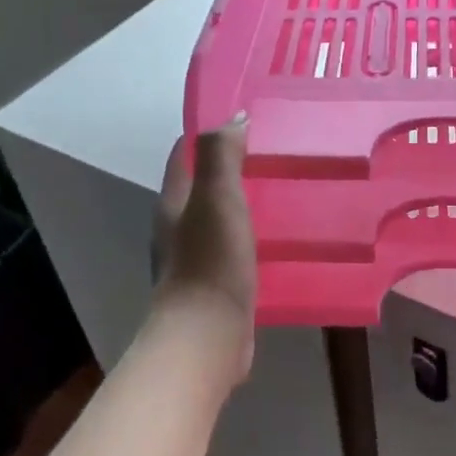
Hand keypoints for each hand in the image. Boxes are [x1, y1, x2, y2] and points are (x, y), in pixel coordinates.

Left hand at [153, 118, 256, 379]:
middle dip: (230, 169)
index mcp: (173, 204)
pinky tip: (278, 241)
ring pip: (220, 221)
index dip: (206, 135)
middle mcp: (177, 230)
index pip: (183, 156)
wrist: (207, 338)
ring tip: (283, 194)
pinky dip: (251, 239)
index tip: (243, 121)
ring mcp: (195, 261)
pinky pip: (234, 252)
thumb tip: (234, 118)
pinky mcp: (215, 288)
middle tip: (272, 155)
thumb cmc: (210, 262)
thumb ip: (222, 154)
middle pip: (201, 188)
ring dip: (243, 206)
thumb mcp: (217, 197)